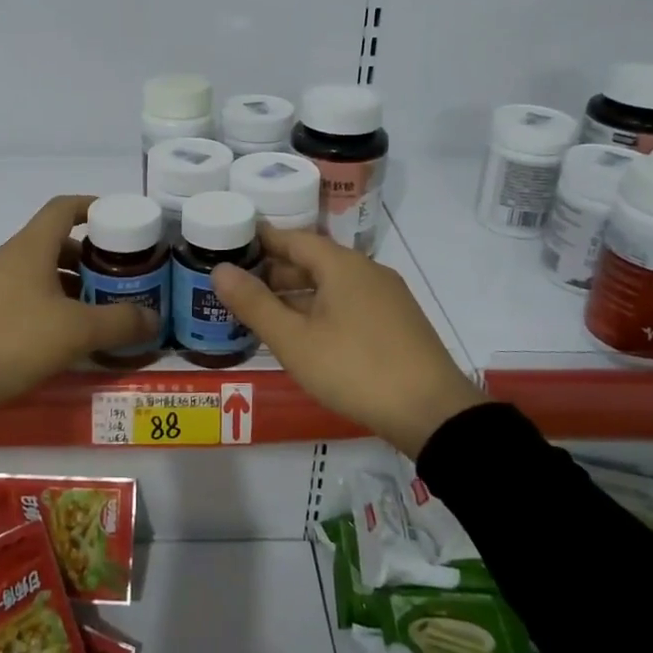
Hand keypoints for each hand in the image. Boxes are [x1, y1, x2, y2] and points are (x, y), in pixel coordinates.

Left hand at [0, 195, 160, 410]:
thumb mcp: (76, 332)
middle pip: (55, 242)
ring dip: (71, 283)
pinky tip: (64, 333)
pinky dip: (50, 303)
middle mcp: (9, 258)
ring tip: (98, 308)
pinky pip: (24, 294)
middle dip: (90, 256)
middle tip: (119, 276)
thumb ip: (120, 322)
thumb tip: (154, 318)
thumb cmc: (13, 340)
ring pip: (39, 271)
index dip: (93, 206)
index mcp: (30, 247)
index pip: (64, 208)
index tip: (120, 222)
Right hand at [211, 227, 482, 457]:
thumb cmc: (354, 369)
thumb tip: (220, 270)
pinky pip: (349, 302)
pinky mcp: (397, 322)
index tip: (231, 244)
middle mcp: (366, 271)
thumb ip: (254, 304)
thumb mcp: (294, 340)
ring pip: (332, 284)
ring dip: (298, 293)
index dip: (261, 241)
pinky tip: (306, 333)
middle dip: (276, 270)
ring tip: (265, 311)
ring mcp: (386, 296)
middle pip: (314, 260)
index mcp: (342, 265)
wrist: (432, 413)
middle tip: (239, 286)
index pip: (293, 239)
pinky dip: (321, 308)